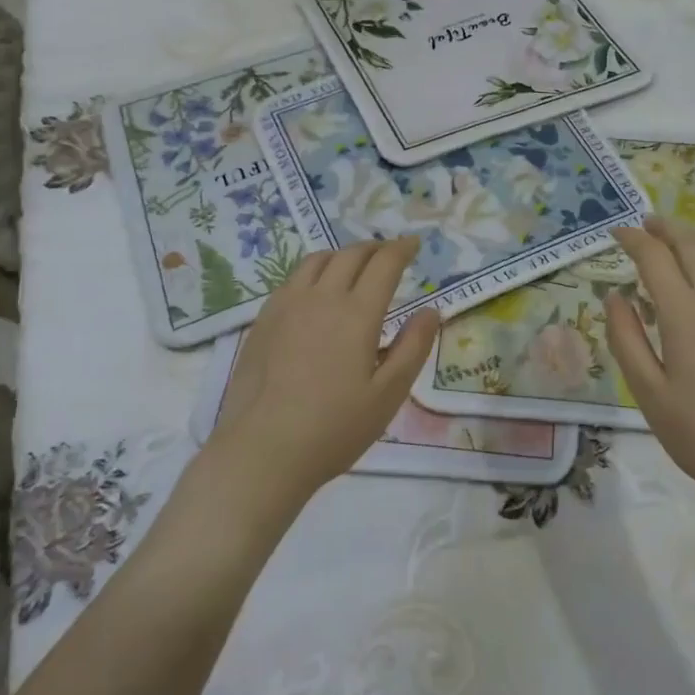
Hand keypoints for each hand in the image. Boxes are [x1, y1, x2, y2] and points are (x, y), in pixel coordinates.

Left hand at [206, 237, 439, 509]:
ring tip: (354, 266)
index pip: (384, 264)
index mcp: (357, 313)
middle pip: (350, 254)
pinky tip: (315, 292)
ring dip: (342, 255)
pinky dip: (313, 272)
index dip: (401, 249)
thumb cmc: (334, 428)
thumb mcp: (388, 394)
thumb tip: (431, 310)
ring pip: (317, 260)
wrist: (262, 450)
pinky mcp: (263, 320)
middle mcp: (321, 297)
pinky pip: (292, 279)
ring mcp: (286, 306)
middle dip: (374, 248)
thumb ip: (413, 347)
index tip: (413, 244)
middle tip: (389, 254)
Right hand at [605, 214, 694, 508]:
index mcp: (686, 313)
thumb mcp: (648, 393)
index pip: (655, 258)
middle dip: (666, 228)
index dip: (633, 240)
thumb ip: (626, 339)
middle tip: (645, 224)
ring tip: (672, 241)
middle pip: (692, 246)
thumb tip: (614, 297)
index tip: (616, 232)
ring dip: (692, 242)